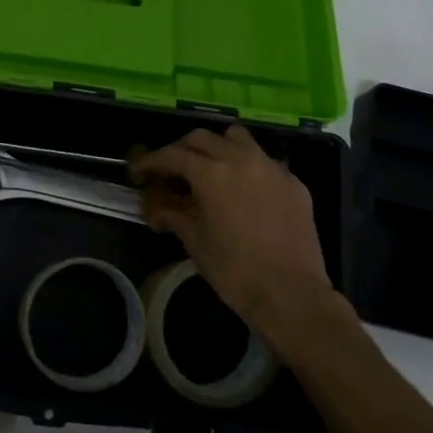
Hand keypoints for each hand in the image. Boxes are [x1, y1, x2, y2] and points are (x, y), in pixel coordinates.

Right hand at [130, 125, 336, 335]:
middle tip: (171, 170)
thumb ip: (174, 217)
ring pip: (237, 138)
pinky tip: (244, 189)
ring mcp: (270, 168)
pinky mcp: (293, 182)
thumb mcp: (196, 243)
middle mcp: (240, 160)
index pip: (172, 155)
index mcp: (211, 174)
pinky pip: (264, 161)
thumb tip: (156, 211)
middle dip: (181, 150)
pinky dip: (247, 166)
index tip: (139, 171)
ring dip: (217, 146)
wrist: (291, 295)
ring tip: (209, 168)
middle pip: (202, 138)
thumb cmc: (235, 271)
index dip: (151, 161)